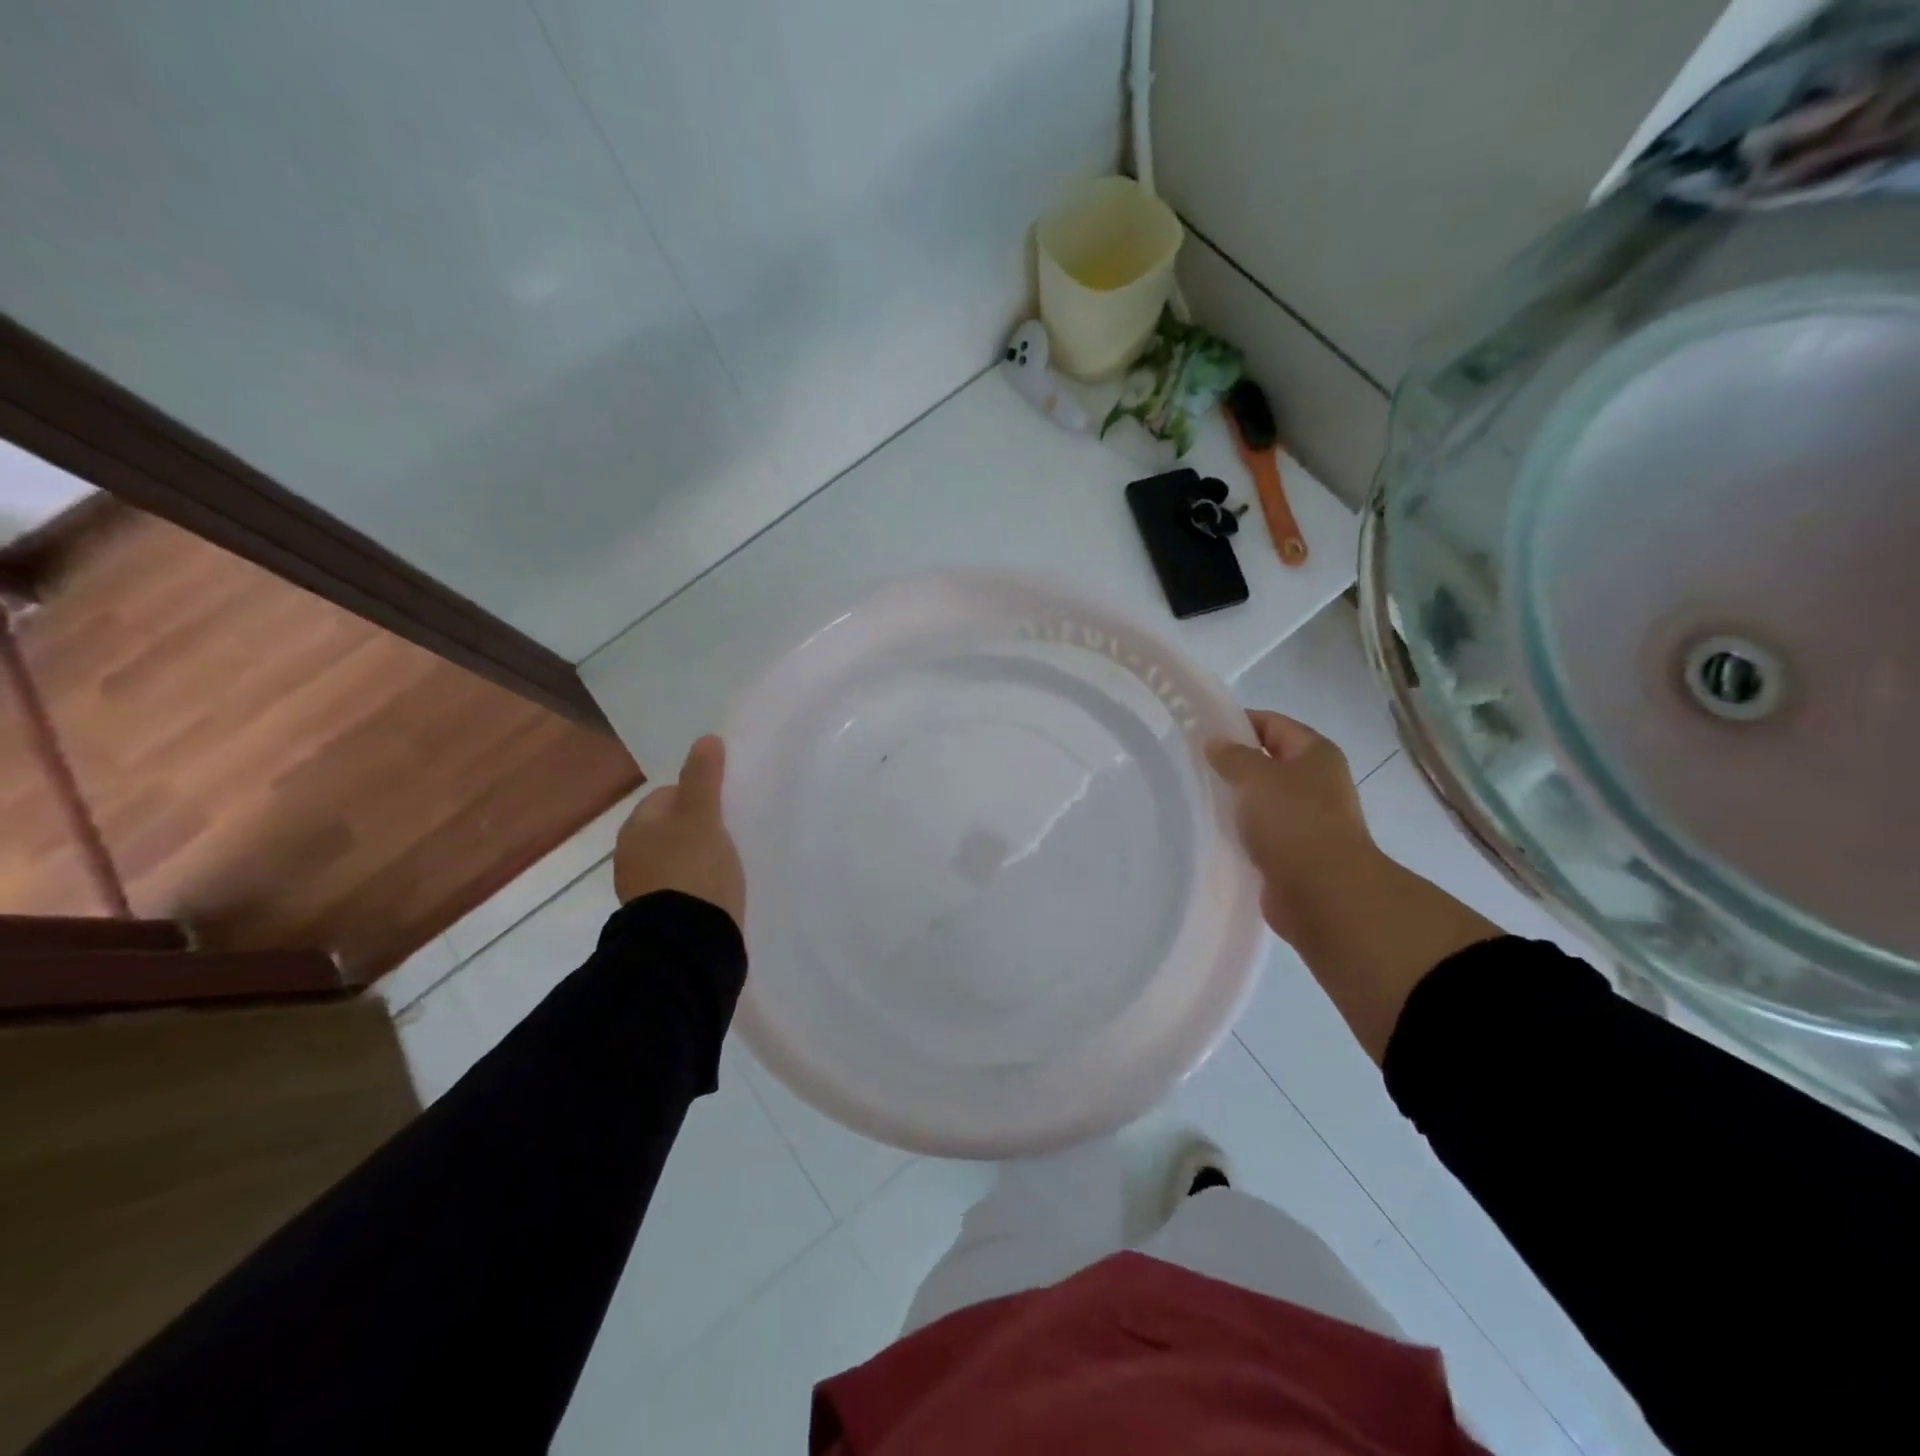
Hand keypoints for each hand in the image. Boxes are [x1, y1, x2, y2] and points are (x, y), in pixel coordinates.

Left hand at [613, 736, 745, 928]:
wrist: (689, 942)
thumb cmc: (694, 869)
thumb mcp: (703, 816)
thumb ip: (703, 777)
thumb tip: (706, 739)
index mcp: (636, 827)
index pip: (666, 795)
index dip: (697, 794)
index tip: (723, 807)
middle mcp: (630, 855)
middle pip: (670, 827)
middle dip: (697, 826)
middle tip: (730, 832)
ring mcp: (642, 888)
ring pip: (675, 857)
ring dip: (697, 855)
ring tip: (728, 861)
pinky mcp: (661, 914)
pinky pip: (681, 884)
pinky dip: (697, 882)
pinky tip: (717, 888)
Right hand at [1205, 710, 1377, 945]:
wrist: (1324, 894)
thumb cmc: (1293, 822)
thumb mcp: (1256, 777)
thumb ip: (1231, 756)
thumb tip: (1215, 743)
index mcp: (1316, 754)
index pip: (1272, 724)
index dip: (1237, 723)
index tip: (1199, 732)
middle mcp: (1315, 783)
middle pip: (1267, 762)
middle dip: (1231, 763)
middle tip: (1191, 766)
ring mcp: (1306, 820)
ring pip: (1260, 800)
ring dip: (1233, 800)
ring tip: (1195, 798)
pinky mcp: (1293, 853)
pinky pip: (1259, 832)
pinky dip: (1238, 831)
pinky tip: (1210, 832)